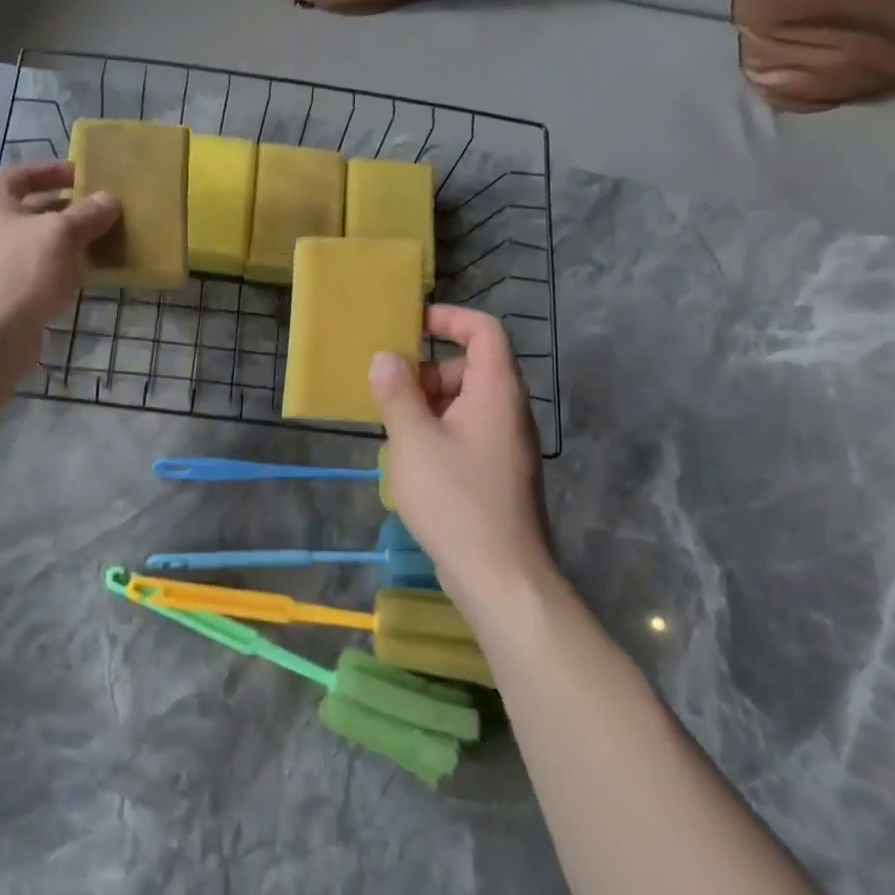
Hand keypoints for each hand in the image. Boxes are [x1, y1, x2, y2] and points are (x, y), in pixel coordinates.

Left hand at [0, 162, 119, 378]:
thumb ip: (87, 214)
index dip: (57, 171)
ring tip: (105, 240)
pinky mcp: (1, 292)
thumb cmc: (18, 272)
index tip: (89, 175)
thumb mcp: (60, 234)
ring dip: (67, 241)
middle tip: (105, 211)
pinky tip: (87, 273)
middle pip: (31, 208)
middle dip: (69, 209)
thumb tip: (110, 199)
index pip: (24, 174)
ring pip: (35, 242)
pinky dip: (59, 268)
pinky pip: (35, 270)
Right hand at [369, 306, 555, 610]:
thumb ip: (397, 394)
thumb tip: (386, 357)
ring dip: (428, 404)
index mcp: (496, 391)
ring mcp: (506, 444)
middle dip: (427, 370)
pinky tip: (411, 459)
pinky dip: (438, 431)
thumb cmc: (456, 500)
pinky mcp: (498, 472)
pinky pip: (466, 432)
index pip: (484, 330)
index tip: (410, 324)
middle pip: (471, 366)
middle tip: (388, 391)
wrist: (502, 576)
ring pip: (465, 403)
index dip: (449, 317)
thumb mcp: (414, 441)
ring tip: (392, 428)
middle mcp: (508, 411)